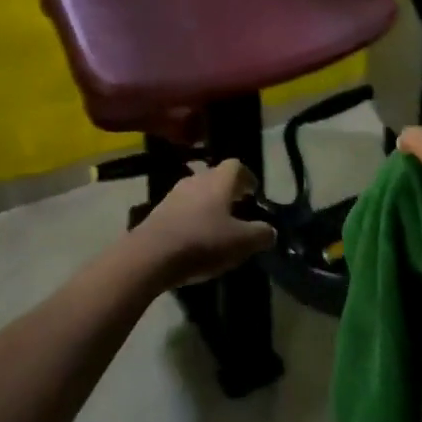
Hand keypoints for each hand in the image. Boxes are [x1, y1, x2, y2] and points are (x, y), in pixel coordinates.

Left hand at [130, 160, 276, 289]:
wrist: (151, 256)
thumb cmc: (203, 242)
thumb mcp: (242, 242)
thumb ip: (261, 234)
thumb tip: (270, 231)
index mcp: (219, 180)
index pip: (236, 166)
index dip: (247, 177)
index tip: (254, 193)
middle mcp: (195, 180)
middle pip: (215, 178)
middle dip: (228, 192)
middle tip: (239, 210)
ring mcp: (173, 195)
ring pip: (197, 194)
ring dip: (208, 206)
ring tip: (218, 227)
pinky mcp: (157, 213)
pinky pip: (181, 210)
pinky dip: (192, 219)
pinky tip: (195, 239)